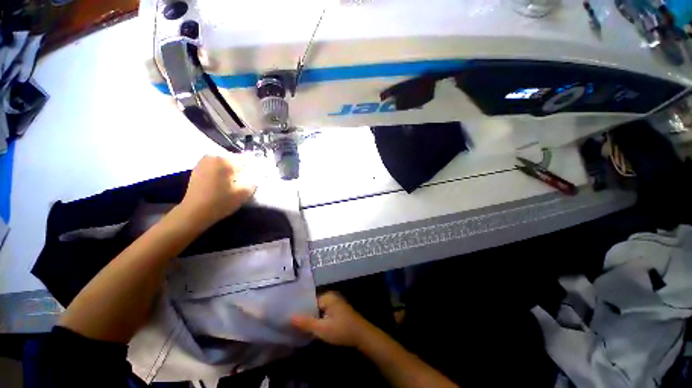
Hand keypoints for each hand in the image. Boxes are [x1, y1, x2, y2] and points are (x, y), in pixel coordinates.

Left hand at [180, 155, 255, 226]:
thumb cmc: (222, 201)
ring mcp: (204, 161)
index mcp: (226, 160)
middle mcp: (214, 156)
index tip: (260, 174)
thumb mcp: (245, 192)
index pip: (247, 159)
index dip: (256, 167)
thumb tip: (260, 174)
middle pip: (236, 160)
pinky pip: (217, 166)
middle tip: (249, 179)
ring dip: (233, 170)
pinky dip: (223, 172)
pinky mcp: (198, 168)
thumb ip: (255, 180)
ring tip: (238, 181)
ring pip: (226, 163)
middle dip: (244, 168)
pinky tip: (226, 182)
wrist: (195, 212)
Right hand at [291, 292, 374, 347]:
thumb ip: (306, 323)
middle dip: (305, 314)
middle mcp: (331, 296)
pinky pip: (324, 313)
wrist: (362, 336)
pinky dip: (319, 319)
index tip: (289, 317)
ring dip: (312, 318)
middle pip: (314, 305)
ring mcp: (335, 303)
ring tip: (299, 326)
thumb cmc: (342, 330)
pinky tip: (312, 327)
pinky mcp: (338, 310)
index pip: (309, 300)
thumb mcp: (322, 329)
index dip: (300, 309)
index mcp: (327, 296)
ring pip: (319, 310)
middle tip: (292, 323)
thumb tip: (290, 316)